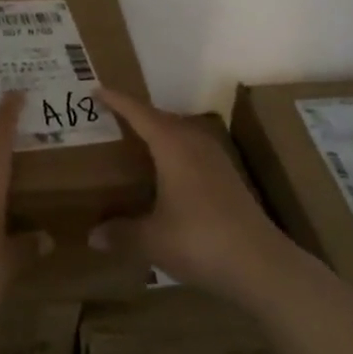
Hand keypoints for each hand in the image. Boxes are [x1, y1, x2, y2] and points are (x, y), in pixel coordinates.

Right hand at [95, 89, 309, 312]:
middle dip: (136, 115)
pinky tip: (168, 173)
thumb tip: (92, 236)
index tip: (97, 90)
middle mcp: (194, 142)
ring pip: (180, 133)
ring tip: (137, 142)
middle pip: (161, 118)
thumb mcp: (153, 240)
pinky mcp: (228, 176)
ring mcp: (215, 158)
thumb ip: (122, 233)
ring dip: (159, 133)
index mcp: (172, 145)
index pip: (139, 113)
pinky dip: (174, 151)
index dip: (117, 101)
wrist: (260, 263)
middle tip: (112, 118)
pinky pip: (192, 149)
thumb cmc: (200, 241)